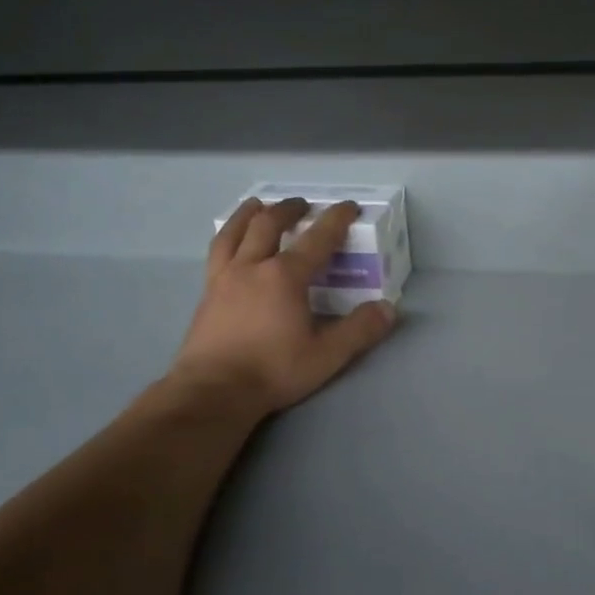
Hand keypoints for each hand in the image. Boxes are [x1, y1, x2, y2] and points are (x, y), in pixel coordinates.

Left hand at [169, 197, 396, 418]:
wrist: (214, 390)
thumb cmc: (273, 371)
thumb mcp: (326, 355)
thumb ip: (359, 330)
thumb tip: (388, 309)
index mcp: (285, 276)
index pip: (317, 238)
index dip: (335, 219)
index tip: (348, 207)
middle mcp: (252, 267)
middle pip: (269, 224)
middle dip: (289, 209)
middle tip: (302, 204)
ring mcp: (224, 278)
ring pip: (234, 232)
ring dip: (248, 214)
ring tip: (256, 205)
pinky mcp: (207, 294)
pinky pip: (217, 253)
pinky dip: (226, 237)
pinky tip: (229, 244)